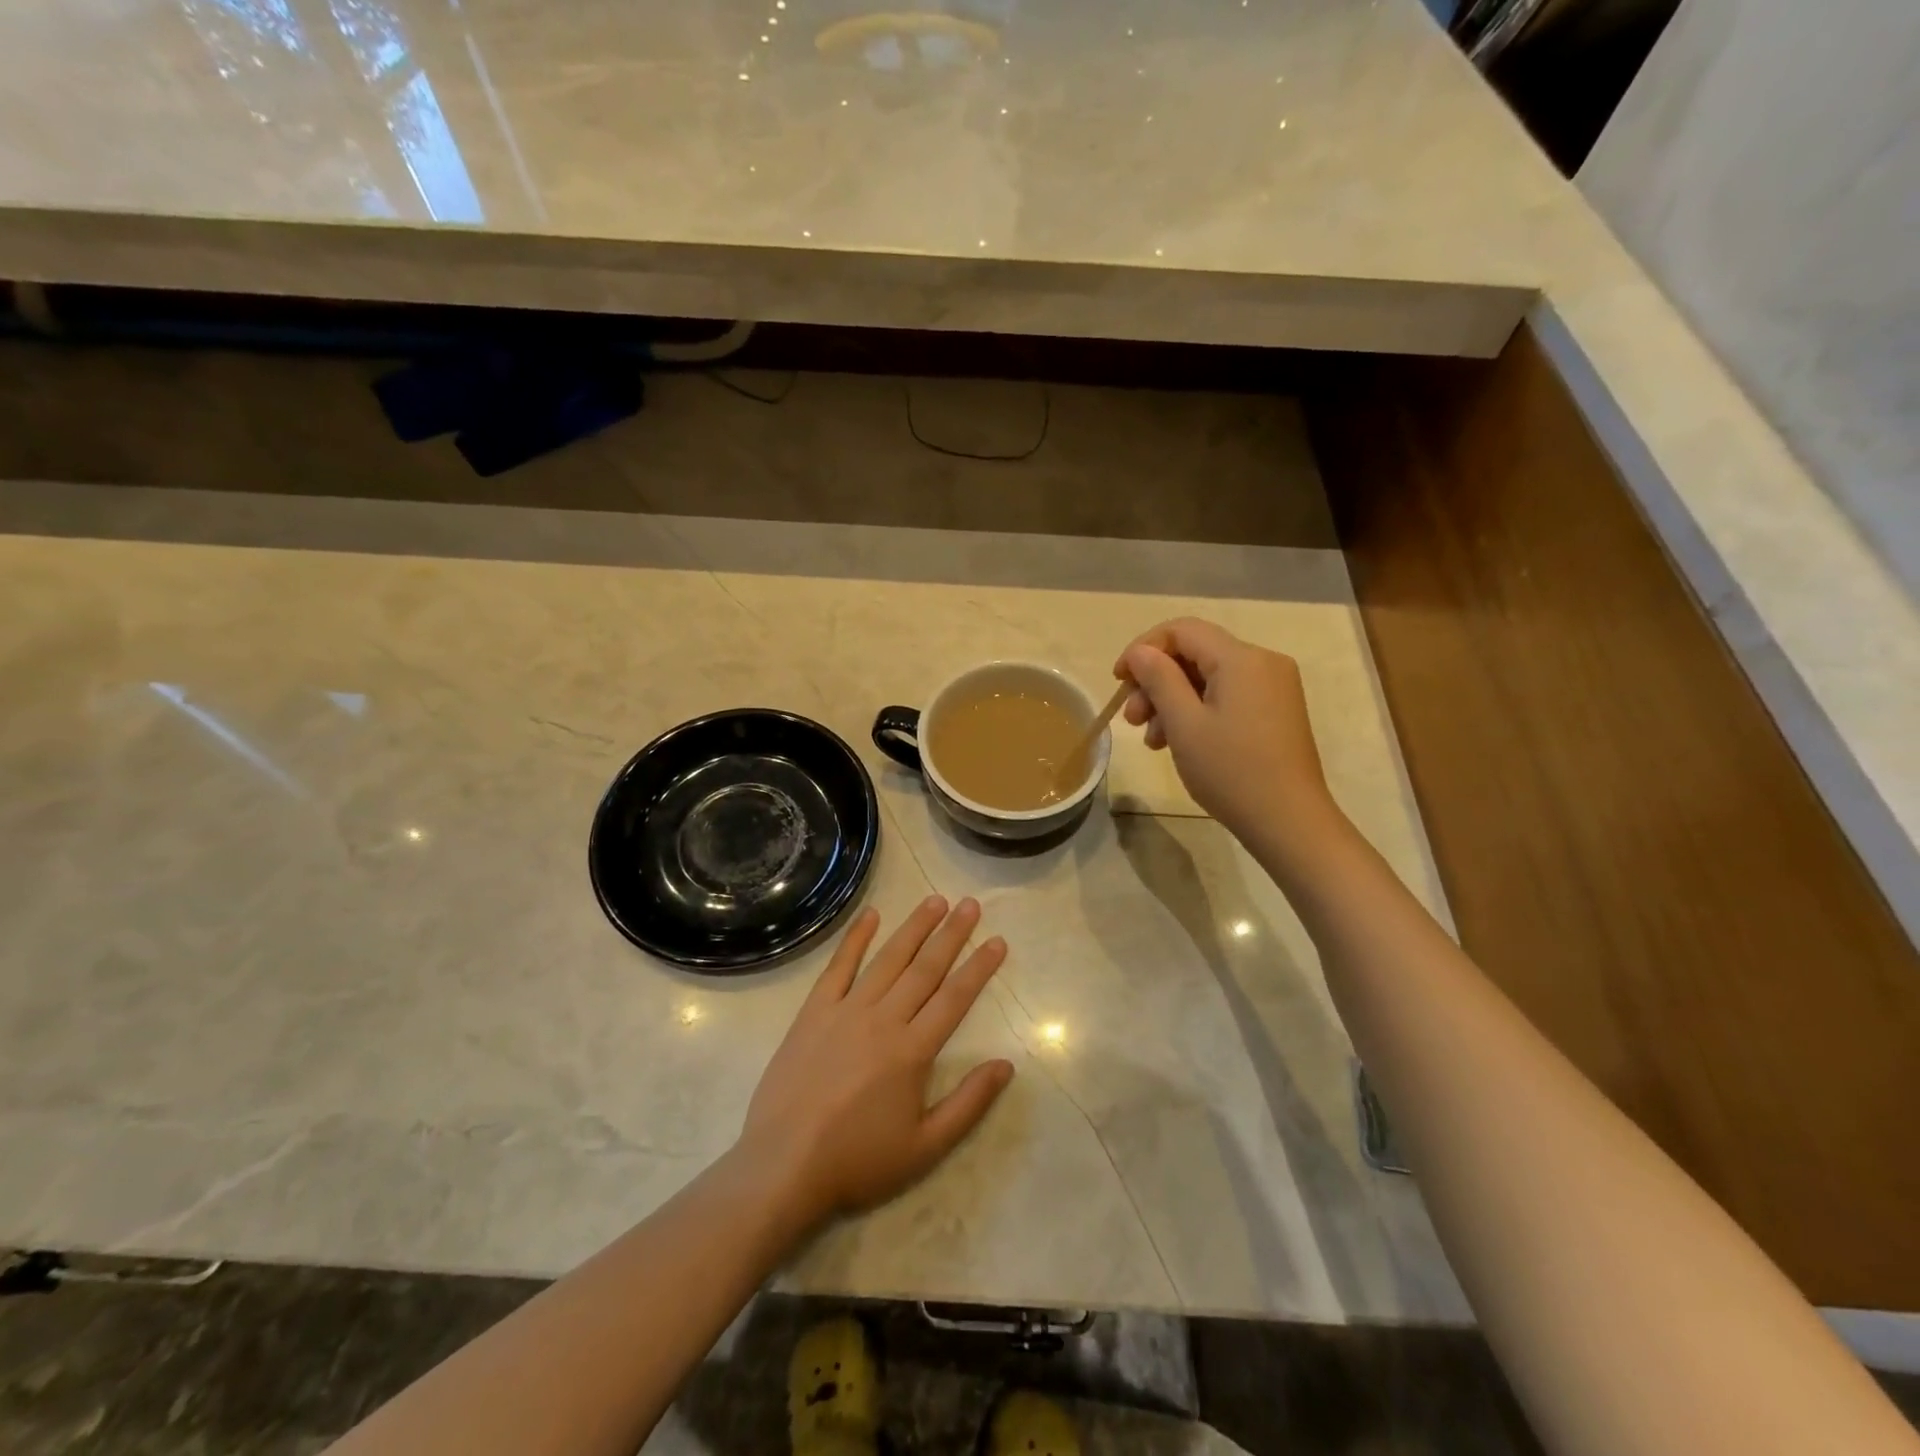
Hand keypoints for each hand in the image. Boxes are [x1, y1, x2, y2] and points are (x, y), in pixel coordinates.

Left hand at [737, 896, 1013, 1231]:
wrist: (784, 1166)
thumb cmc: (858, 1161)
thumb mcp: (926, 1147)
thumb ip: (969, 1103)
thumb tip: (1006, 1065)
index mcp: (913, 1051)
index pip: (955, 997)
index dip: (979, 967)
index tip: (997, 940)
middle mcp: (883, 1019)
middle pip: (925, 968)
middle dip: (951, 934)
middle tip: (971, 904)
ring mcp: (846, 1011)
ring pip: (888, 959)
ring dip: (914, 928)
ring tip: (935, 900)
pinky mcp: (814, 1012)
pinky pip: (838, 967)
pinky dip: (855, 939)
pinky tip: (871, 915)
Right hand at [1115, 617, 1334, 844]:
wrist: (1289, 822)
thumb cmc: (1231, 771)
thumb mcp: (1184, 723)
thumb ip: (1158, 678)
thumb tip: (1140, 652)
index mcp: (1241, 658)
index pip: (1182, 630)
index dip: (1143, 649)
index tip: (1118, 681)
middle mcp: (1262, 662)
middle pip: (1195, 654)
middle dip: (1155, 681)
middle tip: (1130, 719)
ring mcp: (1273, 687)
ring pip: (1208, 678)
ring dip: (1172, 701)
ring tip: (1151, 740)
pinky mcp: (1276, 711)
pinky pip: (1227, 696)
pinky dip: (1197, 711)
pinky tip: (1178, 742)